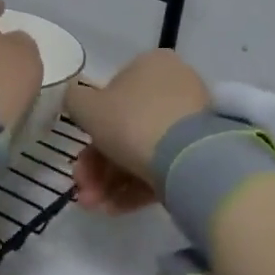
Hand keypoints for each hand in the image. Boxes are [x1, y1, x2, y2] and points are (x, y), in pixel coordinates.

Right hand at [63, 50, 211, 213]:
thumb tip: (77, 100)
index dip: (90, 126)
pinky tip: (113, 209)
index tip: (77, 155)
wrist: (186, 157)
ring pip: (141, 152)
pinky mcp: (200, 156)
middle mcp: (174, 88)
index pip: (113, 93)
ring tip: (94, 206)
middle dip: (97, 164)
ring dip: (110, 182)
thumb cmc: (131, 120)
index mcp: (151, 65)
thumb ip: (74, 100)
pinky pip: (161, 168)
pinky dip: (135, 189)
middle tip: (82, 188)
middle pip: (126, 128)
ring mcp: (190, 123)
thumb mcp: (86, 106)